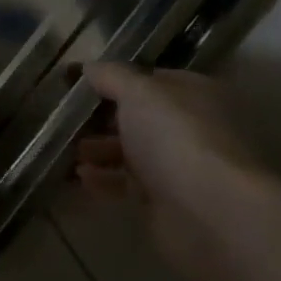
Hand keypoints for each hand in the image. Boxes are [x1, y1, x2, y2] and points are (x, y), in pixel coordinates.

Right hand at [74, 64, 259, 280]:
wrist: (211, 213)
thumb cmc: (176, 137)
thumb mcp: (139, 92)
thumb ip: (111, 76)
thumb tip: (89, 66)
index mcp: (194, 92)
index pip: (150, 79)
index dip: (114, 79)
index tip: (78, 83)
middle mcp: (191, 126)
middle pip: (141, 117)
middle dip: (105, 118)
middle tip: (69, 119)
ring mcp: (181, 167)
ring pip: (134, 152)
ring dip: (101, 149)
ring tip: (69, 149)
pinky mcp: (168, 204)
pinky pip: (130, 185)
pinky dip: (106, 180)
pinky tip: (81, 177)